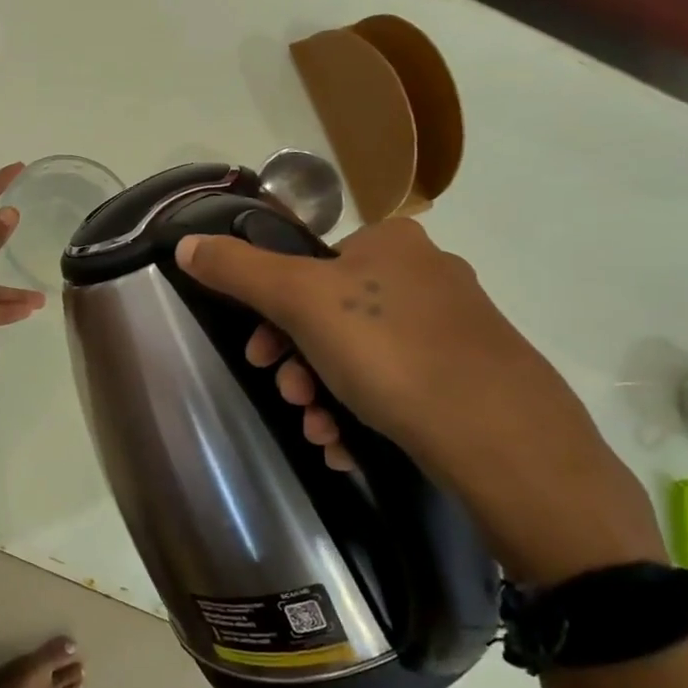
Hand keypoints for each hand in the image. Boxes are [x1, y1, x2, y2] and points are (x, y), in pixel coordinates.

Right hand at [174, 220, 660, 583]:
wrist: (502, 438)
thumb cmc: (390, 351)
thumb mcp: (300, 300)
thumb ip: (239, 270)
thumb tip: (185, 243)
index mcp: (391, 243)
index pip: (308, 267)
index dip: (272, 314)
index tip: (259, 358)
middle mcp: (426, 275)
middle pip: (330, 315)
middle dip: (297, 363)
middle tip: (290, 397)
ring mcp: (455, 329)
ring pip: (360, 357)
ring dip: (323, 394)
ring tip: (319, 431)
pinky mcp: (470, 378)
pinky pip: (396, 386)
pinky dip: (361, 413)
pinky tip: (347, 445)